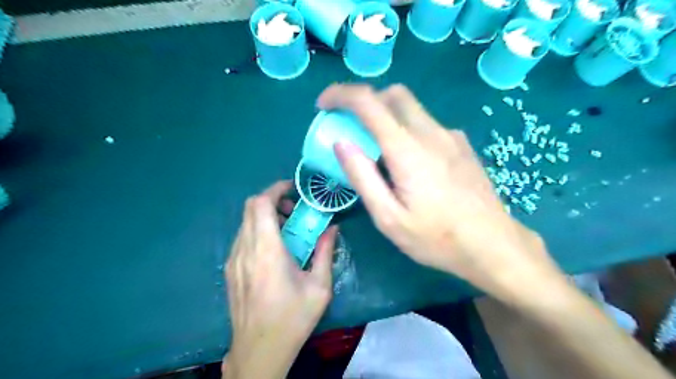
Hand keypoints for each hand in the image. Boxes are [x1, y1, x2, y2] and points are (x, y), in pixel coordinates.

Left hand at [225, 180, 336, 378]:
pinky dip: (257, 230)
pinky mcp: (230, 269)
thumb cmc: (292, 318)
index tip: (294, 189)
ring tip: (287, 229)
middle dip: (272, 200)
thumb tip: (333, 228)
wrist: (259, 350)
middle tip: (294, 210)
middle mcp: (245, 249)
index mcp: (267, 251)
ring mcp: (233, 259)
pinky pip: (242, 237)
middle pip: (250, 207)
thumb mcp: (319, 286)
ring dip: (265, 216)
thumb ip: (326, 252)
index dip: (276, 189)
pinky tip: (274, 249)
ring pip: (245, 221)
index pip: (261, 204)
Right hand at [317, 83, 559, 301]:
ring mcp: (450, 136)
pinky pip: (427, 124)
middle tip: (350, 125)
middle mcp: (430, 132)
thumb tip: (341, 143)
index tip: (324, 105)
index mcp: (407, 149)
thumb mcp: (388, 217)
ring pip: (411, 108)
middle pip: (393, 95)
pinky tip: (409, 161)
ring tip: (378, 149)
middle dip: (365, 101)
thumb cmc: (436, 238)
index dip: (341, 95)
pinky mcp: (461, 144)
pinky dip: (407, 129)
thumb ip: (362, 177)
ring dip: (386, 115)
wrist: (493, 245)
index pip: (368, 102)